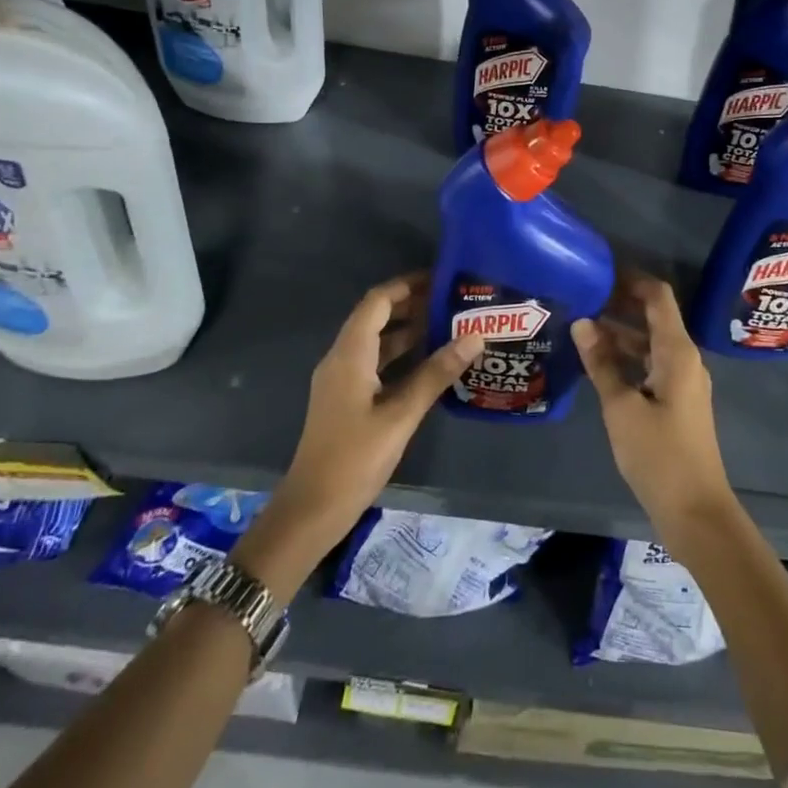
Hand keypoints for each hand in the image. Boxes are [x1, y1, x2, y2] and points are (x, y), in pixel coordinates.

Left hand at [234, 274, 481, 603]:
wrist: (313, 509)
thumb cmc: (354, 458)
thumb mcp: (401, 415)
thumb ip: (436, 374)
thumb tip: (474, 337)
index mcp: (350, 354)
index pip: (377, 302)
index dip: (407, 286)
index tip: (441, 279)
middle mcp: (342, 358)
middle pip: (376, 317)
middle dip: (412, 305)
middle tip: (453, 302)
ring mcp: (342, 380)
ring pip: (377, 342)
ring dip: (408, 330)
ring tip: (448, 326)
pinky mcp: (347, 399)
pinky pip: (375, 363)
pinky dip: (401, 355)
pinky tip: (429, 363)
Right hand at [572, 272, 737, 548]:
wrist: (695, 511)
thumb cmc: (659, 455)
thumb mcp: (621, 407)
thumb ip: (602, 363)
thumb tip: (582, 322)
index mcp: (677, 352)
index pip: (658, 297)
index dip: (631, 279)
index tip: (599, 272)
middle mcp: (685, 359)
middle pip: (654, 317)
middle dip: (620, 304)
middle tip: (581, 297)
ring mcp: (683, 381)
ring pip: (651, 343)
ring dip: (621, 333)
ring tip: (581, 326)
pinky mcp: (677, 402)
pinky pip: (651, 365)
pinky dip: (628, 357)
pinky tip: (598, 363)